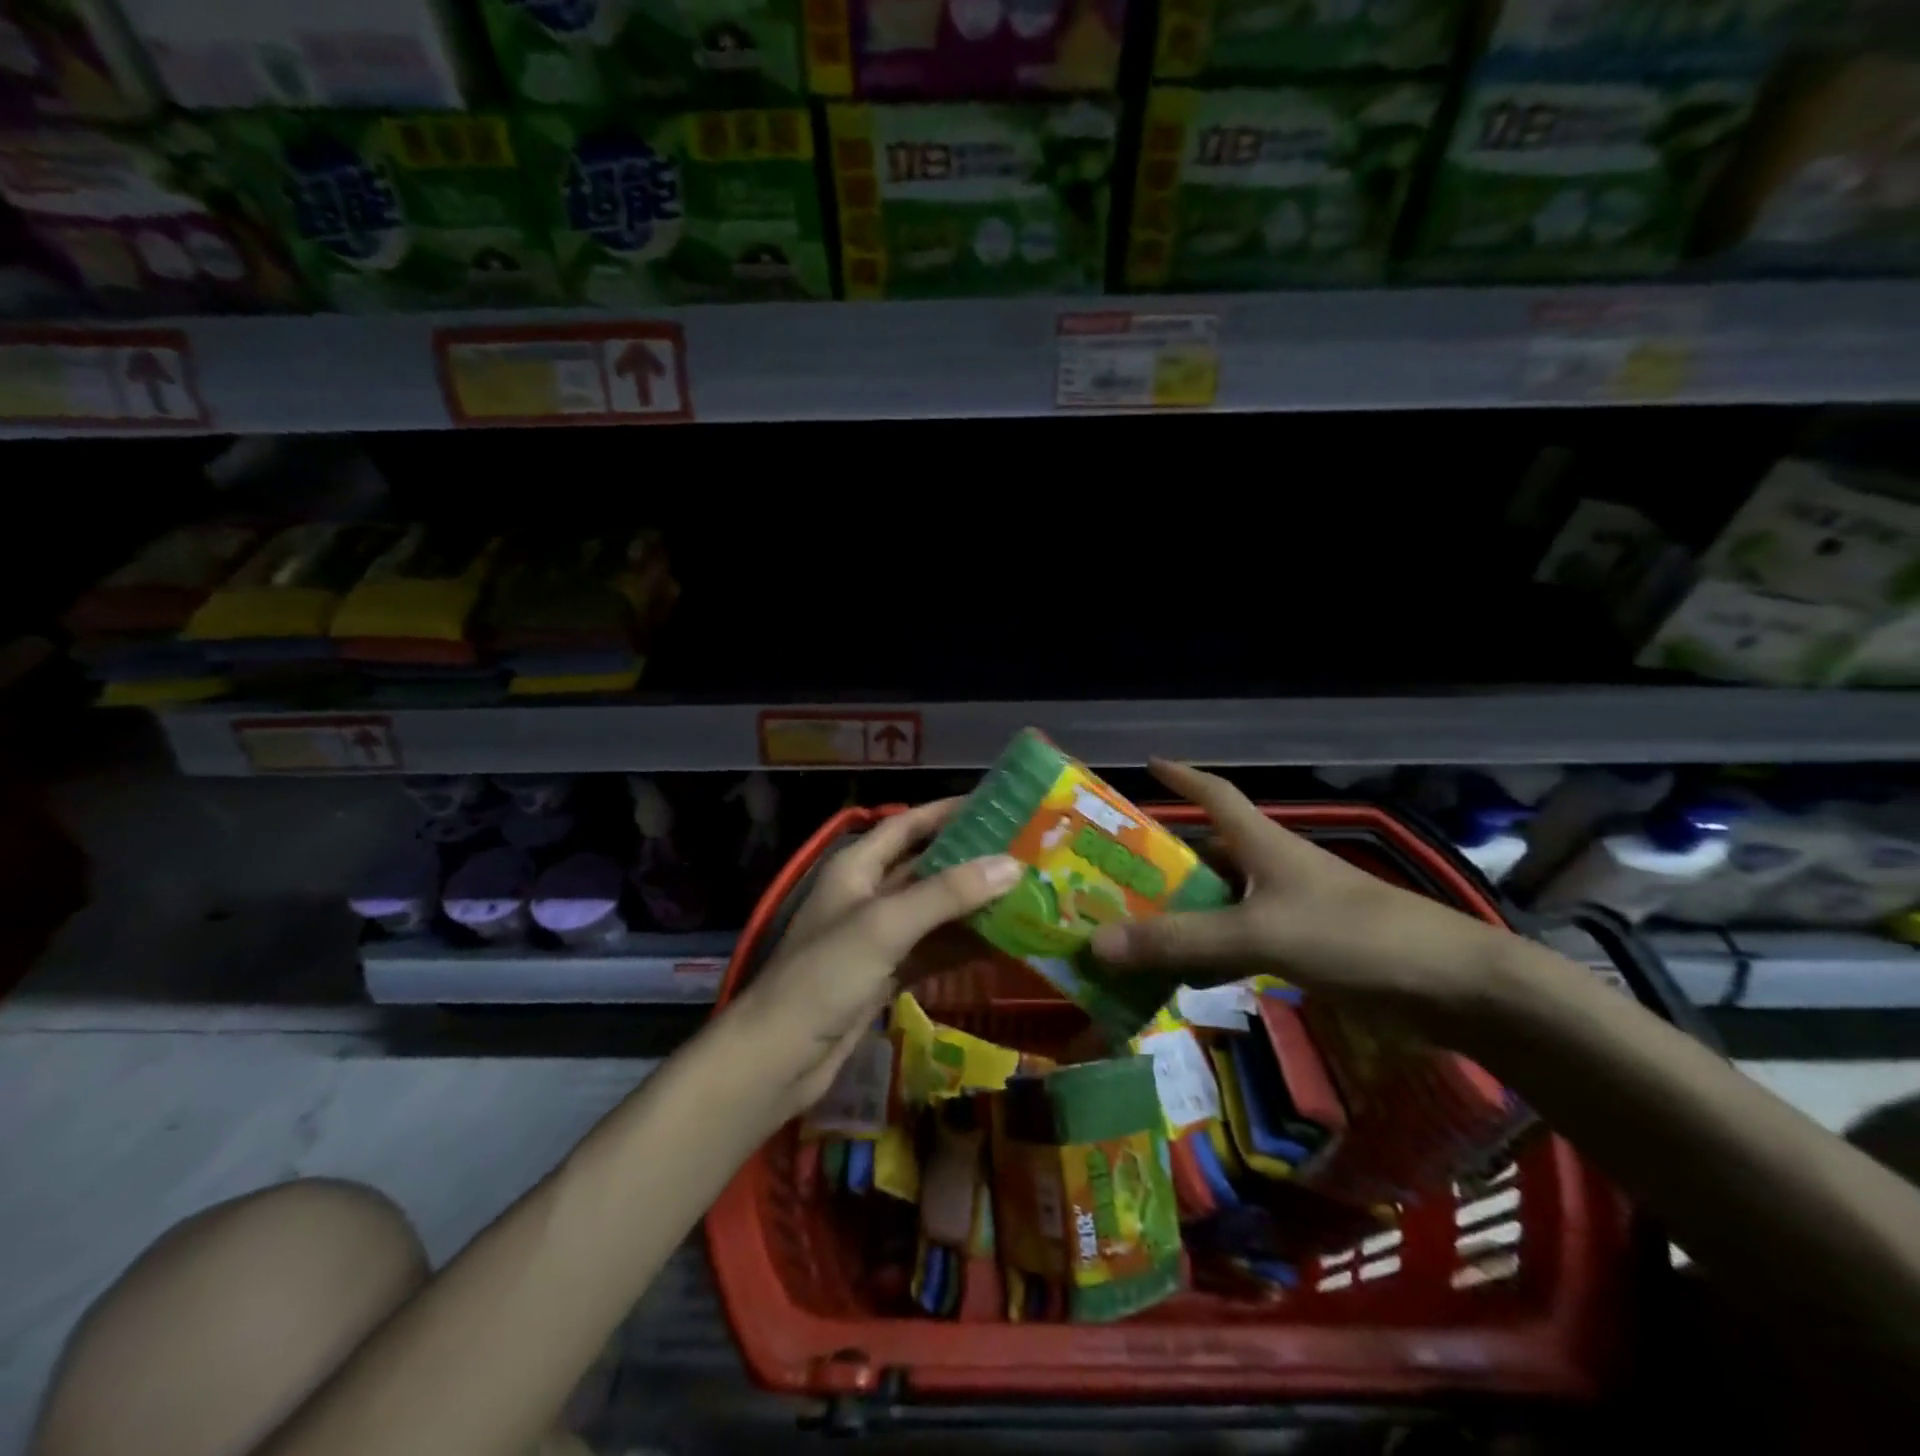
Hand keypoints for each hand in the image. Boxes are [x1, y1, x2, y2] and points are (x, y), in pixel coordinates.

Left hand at [725, 799, 1021, 1117]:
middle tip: (1023, 856)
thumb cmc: (825, 975)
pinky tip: (1000, 946)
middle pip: (925, 868)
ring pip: (932, 913)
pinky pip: (931, 951)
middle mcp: (866, 895)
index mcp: (856, 868)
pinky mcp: (884, 976)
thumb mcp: (886, 924)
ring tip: (1024, 897)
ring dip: (971, 907)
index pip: (906, 825)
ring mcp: (876, 939)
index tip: (996, 807)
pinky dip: (961, 947)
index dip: (946, 813)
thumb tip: (1011, 865)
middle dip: (969, 862)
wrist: (778, 1059)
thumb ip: (947, 894)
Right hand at [1090, 761, 1502, 1019]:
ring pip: (1223, 904)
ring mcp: (1293, 911)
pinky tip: (1185, 976)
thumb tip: (1099, 942)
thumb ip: (1182, 940)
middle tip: (1114, 873)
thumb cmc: (1353, 936)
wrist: (1454, 986)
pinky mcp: (1309, 950)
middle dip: (1165, 860)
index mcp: (1264, 845)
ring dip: (1184, 913)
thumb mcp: (1258, 933)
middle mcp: (1274, 870)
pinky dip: (1211, 954)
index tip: (1149, 763)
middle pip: (1210, 854)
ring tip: (1133, 926)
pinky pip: (1242, 944)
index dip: (1183, 777)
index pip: (1216, 795)